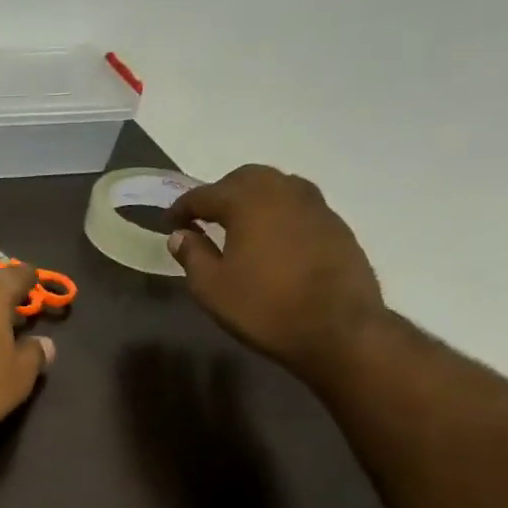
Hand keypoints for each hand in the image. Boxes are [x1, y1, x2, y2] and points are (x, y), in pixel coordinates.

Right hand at [163, 164, 385, 384]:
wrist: (339, 329)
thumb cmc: (264, 307)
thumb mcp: (212, 288)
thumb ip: (192, 255)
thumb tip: (180, 235)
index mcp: (248, 202)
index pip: (204, 194)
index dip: (181, 208)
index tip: (168, 223)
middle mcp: (283, 192)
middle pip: (244, 178)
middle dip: (220, 193)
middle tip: (203, 218)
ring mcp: (315, 205)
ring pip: (276, 186)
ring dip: (252, 198)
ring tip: (239, 224)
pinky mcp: (336, 224)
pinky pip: (298, 204)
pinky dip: (277, 212)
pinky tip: (272, 237)